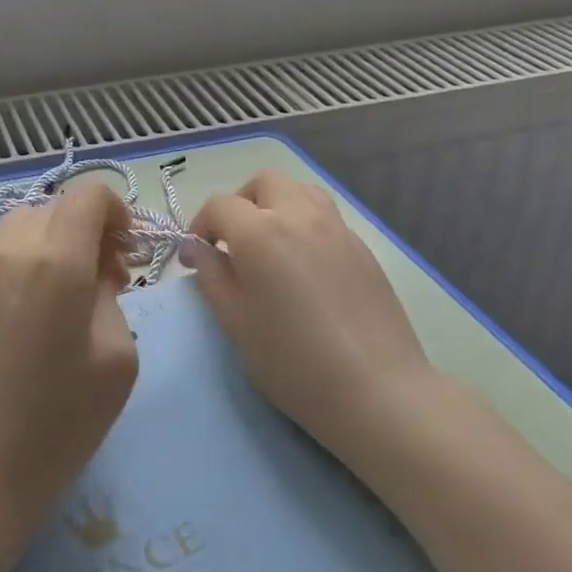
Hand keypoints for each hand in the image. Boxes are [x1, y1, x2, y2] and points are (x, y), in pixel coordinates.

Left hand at [0, 182, 138, 555]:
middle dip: (83, 233)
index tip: (124, 254)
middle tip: (98, 283)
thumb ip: (110, 294)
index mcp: (57, 262)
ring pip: (15, 228)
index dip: (116, 212)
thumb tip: (94, 269)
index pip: (88, 195)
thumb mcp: (117, 358)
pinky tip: (13, 312)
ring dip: (44, 246)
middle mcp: (7, 249)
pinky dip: (10, 264)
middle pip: (53, 210)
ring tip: (52, 297)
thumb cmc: (59, 426)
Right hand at [186, 170, 433, 457]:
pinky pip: (326, 217)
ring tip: (270, 245)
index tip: (196, 257)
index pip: (219, 205)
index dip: (200, 226)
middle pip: (264, 182)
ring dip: (276, 205)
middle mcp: (298, 215)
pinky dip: (305, 225)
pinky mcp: (363, 248)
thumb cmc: (292, 360)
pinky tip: (305, 267)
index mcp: (260, 232)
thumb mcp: (234, 321)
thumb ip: (211, 276)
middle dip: (241, 203)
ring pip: (300, 190)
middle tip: (233, 242)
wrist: (375, 389)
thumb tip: (199, 250)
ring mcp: (336, 228)